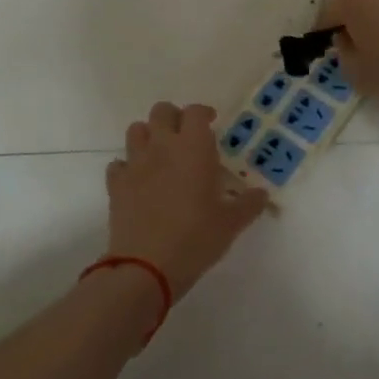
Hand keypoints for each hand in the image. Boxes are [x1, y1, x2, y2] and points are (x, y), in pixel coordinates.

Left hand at [107, 103, 270, 297]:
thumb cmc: (196, 238)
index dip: (203, 113)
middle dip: (174, 117)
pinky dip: (128, 167)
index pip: (195, 112)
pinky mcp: (116, 185)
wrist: (146, 267)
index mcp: (193, 148)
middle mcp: (162, 147)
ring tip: (161, 154)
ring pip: (136, 130)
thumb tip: (262, 194)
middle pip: (161, 111)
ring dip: (149, 135)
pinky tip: (139, 181)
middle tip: (186, 136)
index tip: (212, 123)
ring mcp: (135, 164)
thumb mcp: (231, 223)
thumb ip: (249, 204)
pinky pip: (119, 164)